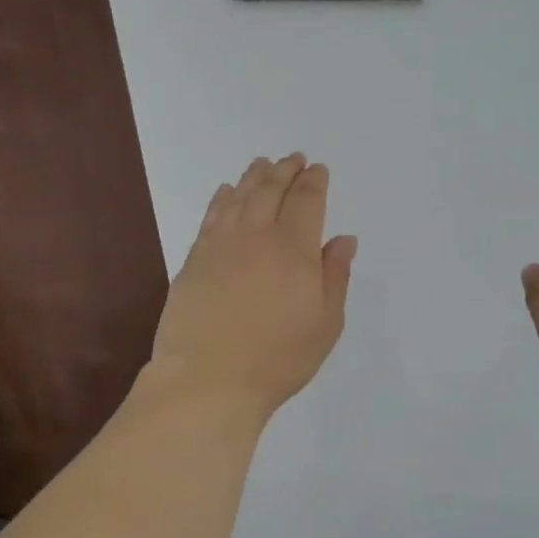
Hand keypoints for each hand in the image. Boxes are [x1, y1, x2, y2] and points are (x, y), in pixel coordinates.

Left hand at [148, 154, 357, 419]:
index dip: (314, 182)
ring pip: (239, 197)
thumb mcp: (325, 324)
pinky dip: (222, 198)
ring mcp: (221, 245)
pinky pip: (211, 216)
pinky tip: (227, 191)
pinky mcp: (194, 259)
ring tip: (262, 164)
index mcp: (294, 248)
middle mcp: (257, 236)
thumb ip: (335, 277)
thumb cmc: (277, 358)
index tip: (318, 170)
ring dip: (254, 176)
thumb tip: (343, 240)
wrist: (208, 379)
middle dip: (285, 170)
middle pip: (271, 189)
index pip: (306, 201)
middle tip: (293, 158)